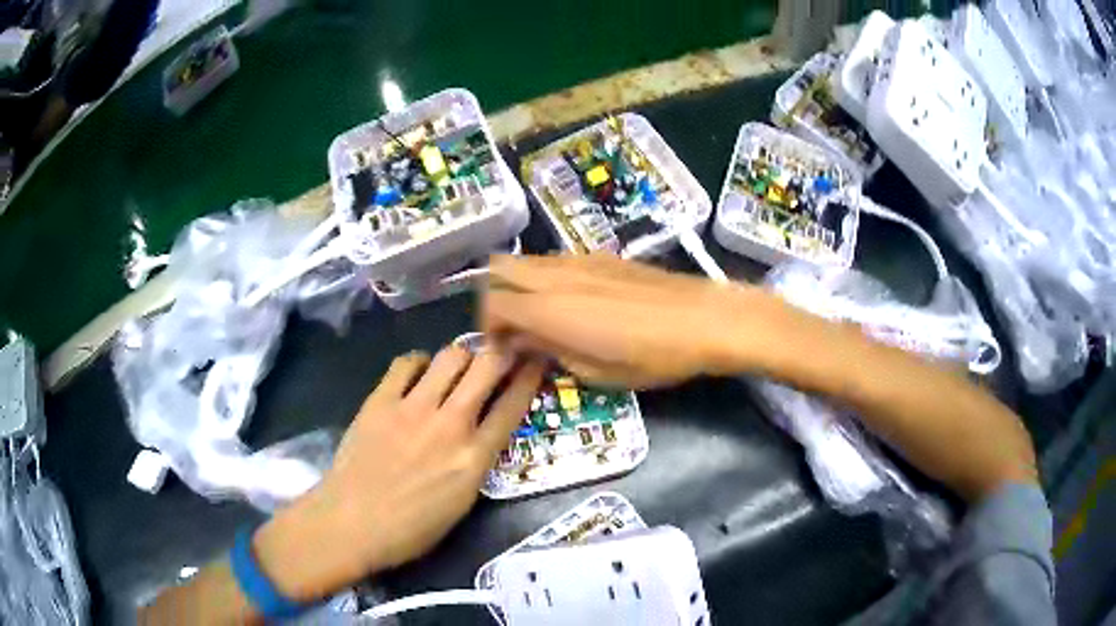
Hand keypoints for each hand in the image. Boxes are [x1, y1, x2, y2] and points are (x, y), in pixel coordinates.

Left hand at [253, 346, 545, 601]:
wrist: (351, 523)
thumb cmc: (410, 529)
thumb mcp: (461, 503)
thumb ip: (477, 462)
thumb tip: (483, 431)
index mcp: (474, 458)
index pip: (512, 406)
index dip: (529, 377)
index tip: (536, 359)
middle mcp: (449, 424)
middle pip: (487, 368)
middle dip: (502, 352)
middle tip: (504, 349)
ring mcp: (412, 408)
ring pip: (450, 357)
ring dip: (463, 355)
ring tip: (460, 364)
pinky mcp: (380, 400)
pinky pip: (406, 363)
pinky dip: (419, 363)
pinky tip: (419, 373)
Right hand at [483, 253, 776, 387]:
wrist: (704, 318)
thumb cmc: (652, 356)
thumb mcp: (595, 371)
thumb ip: (550, 352)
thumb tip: (523, 342)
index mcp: (548, 308)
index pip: (493, 303)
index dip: (488, 328)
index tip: (503, 350)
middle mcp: (555, 275)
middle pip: (500, 268)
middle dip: (495, 297)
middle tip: (514, 329)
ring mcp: (579, 260)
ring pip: (528, 261)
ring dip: (521, 285)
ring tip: (542, 318)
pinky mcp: (602, 256)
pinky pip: (556, 260)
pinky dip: (546, 277)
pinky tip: (573, 302)